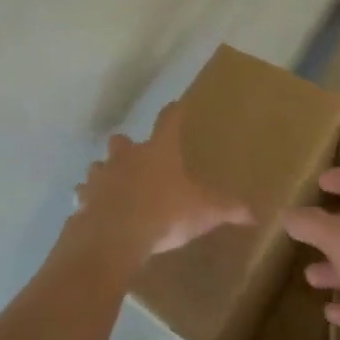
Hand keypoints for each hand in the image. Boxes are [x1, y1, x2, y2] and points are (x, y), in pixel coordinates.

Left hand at [71, 102, 251, 260]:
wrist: (116, 234)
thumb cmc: (164, 214)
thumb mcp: (204, 212)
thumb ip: (228, 209)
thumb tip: (254, 212)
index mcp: (158, 152)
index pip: (168, 121)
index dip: (173, 112)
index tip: (175, 105)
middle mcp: (127, 156)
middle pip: (121, 141)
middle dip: (126, 147)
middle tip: (134, 158)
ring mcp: (102, 175)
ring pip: (99, 166)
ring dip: (104, 174)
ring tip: (112, 188)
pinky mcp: (84, 197)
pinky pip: (84, 194)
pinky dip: (88, 200)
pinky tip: (92, 211)